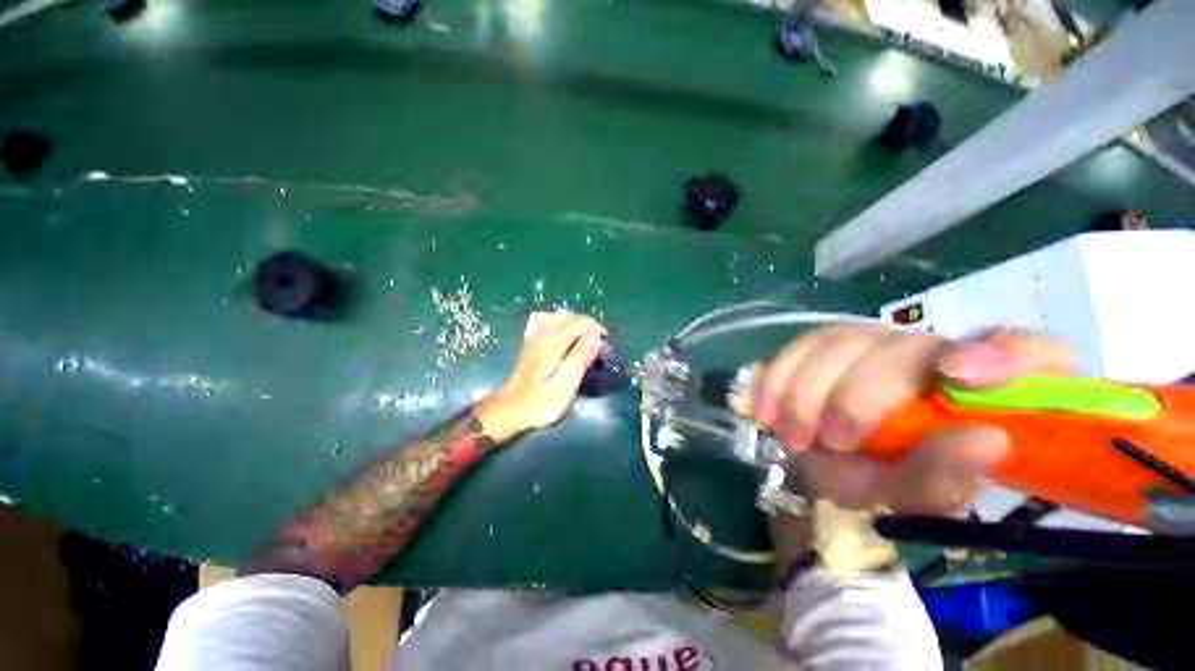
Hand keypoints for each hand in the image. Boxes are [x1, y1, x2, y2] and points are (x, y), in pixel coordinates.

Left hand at [475, 311, 607, 442]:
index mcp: (552, 344)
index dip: (597, 329)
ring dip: (574, 322)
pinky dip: (555, 321)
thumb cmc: (539, 404)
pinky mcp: (528, 341)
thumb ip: (580, 360)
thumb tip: (595, 337)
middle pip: (570, 315)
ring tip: (582, 339)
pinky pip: (542, 319)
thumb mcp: (564, 388)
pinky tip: (559, 334)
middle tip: (597, 345)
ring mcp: (533, 336)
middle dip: (588, 325)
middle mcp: (542, 334)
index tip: (606, 345)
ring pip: (557, 314)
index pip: (580, 322)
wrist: (509, 410)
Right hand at [754, 327, 1070, 514]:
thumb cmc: (895, 478)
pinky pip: (797, 348)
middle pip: (898, 348)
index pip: (1025, 351)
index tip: (959, 378)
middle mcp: (929, 351)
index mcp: (986, 386)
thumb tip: (985, 440)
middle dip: (859, 396)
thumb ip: (948, 476)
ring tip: (795, 436)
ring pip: (836, 343)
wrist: (845, 458)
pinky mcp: (824, 346)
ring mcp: (872, 342)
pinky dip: (776, 377)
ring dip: (809, 391)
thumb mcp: (924, 494)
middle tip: (835, 441)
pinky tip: (765, 409)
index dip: (1000, 356)